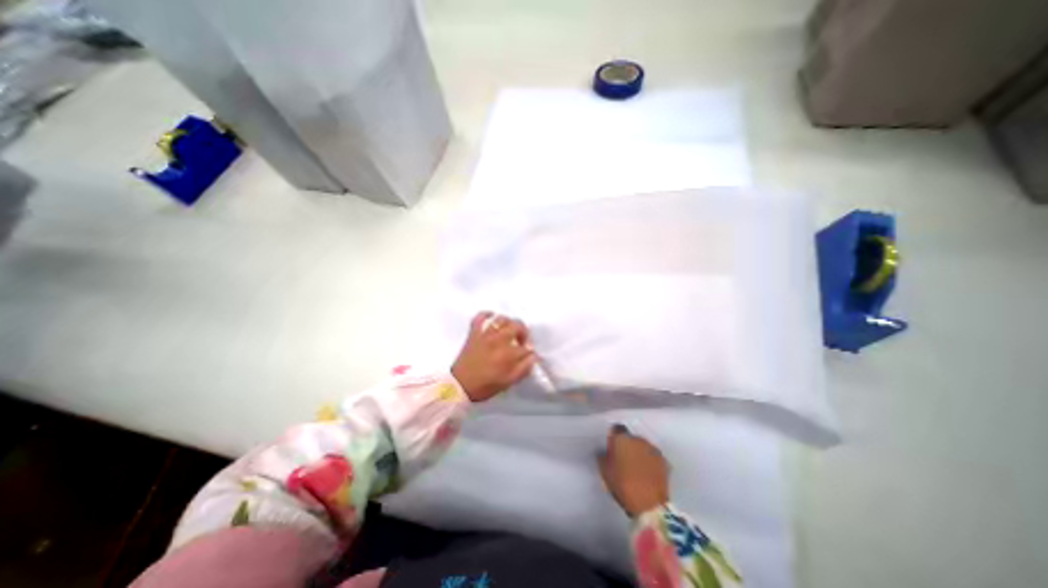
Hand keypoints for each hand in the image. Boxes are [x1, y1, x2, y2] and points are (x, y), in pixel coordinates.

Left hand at [450, 312, 534, 403]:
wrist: (459, 386)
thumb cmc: (485, 386)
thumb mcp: (508, 382)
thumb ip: (523, 368)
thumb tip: (533, 356)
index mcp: (508, 353)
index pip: (526, 346)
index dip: (529, 351)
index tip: (528, 355)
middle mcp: (498, 339)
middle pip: (517, 325)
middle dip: (523, 333)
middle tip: (521, 341)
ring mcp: (485, 334)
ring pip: (502, 319)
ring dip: (509, 323)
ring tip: (508, 331)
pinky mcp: (474, 332)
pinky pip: (480, 317)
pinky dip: (486, 314)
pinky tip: (491, 317)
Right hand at [596, 424, 669, 516]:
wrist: (650, 505)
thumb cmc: (623, 485)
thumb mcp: (605, 471)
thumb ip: (603, 456)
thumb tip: (606, 452)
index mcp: (622, 438)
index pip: (616, 429)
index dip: (614, 438)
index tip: (612, 448)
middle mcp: (638, 439)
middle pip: (630, 438)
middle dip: (627, 446)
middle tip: (623, 460)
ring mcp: (653, 449)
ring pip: (642, 446)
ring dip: (639, 453)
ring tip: (636, 468)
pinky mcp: (664, 461)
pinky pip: (653, 456)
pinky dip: (649, 461)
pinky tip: (647, 474)